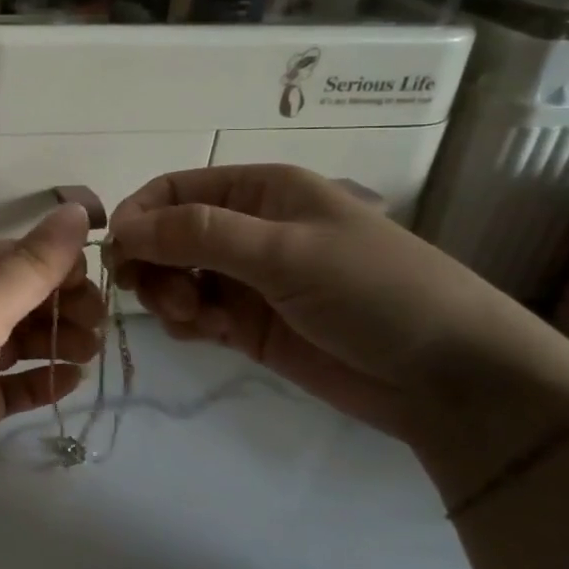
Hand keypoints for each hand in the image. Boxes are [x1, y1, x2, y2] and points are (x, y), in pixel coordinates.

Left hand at [0, 204, 102, 562]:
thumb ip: (32, 264)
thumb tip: (78, 209)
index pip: (9, 255)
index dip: (54, 264)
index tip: (98, 283)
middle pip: (15, 297)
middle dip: (59, 304)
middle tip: (99, 326)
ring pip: (14, 341)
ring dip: (54, 340)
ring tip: (90, 351)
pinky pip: (7, 387)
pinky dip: (38, 381)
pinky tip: (70, 382)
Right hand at [109, 166, 568, 459]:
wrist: (450, 379)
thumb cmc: (374, 291)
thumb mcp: (285, 252)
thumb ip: (199, 235)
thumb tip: (121, 228)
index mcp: (260, 191)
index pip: (175, 189)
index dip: (139, 215)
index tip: (117, 253)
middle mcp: (248, 229)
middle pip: (168, 234)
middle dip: (152, 261)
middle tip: (157, 296)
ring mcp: (248, 279)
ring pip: (175, 276)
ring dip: (167, 295)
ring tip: (191, 320)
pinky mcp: (250, 324)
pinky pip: (194, 313)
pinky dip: (185, 322)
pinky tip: (203, 334)